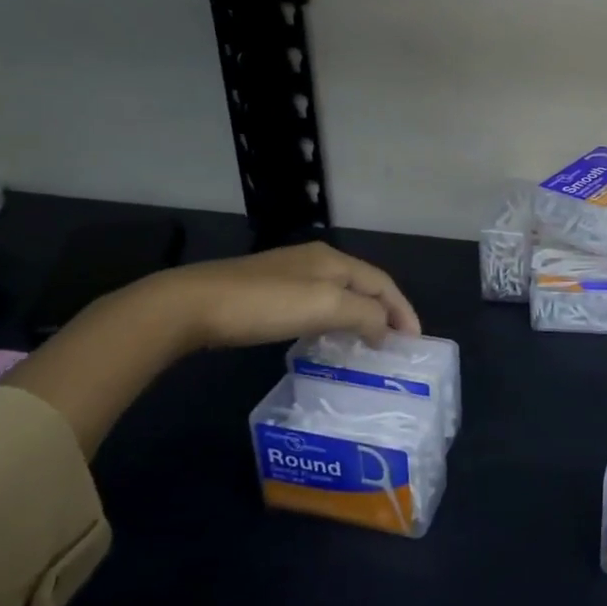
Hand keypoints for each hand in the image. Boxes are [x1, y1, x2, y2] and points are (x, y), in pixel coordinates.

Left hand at [164, 242, 422, 349]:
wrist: (192, 305)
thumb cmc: (265, 304)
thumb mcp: (324, 306)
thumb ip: (365, 314)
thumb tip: (385, 328)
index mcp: (334, 260)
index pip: (382, 282)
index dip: (402, 310)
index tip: (414, 342)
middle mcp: (316, 261)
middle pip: (363, 286)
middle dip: (384, 312)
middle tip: (395, 344)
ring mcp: (289, 275)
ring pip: (339, 295)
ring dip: (359, 317)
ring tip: (367, 345)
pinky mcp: (266, 292)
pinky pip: (315, 304)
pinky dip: (332, 321)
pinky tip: (324, 338)